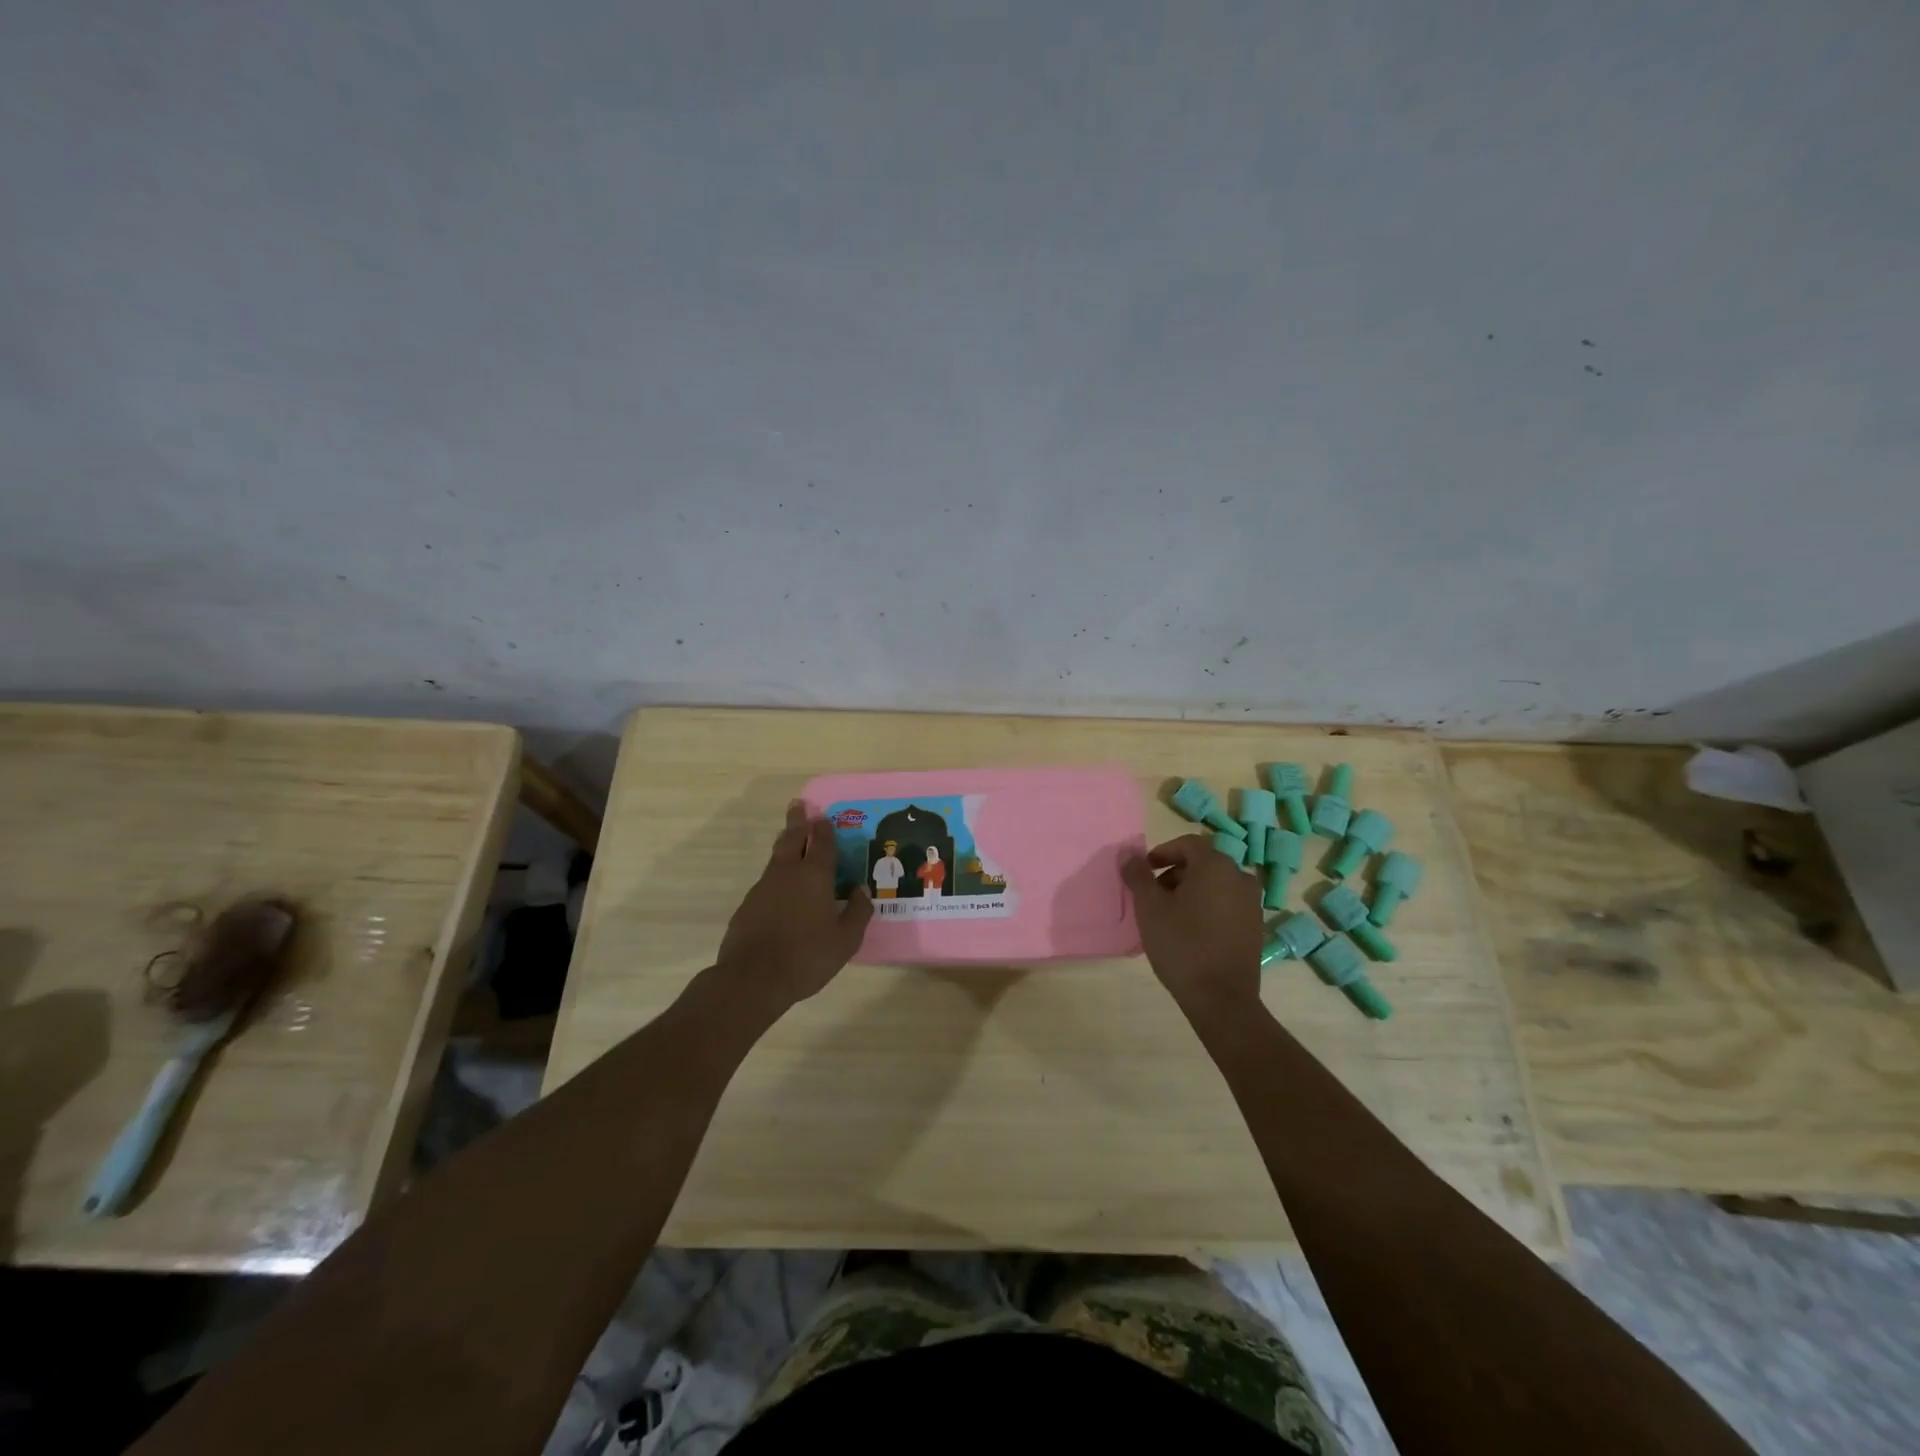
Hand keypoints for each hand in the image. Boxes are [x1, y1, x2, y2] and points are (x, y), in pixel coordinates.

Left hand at [715, 800, 872, 1015]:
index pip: (822, 842)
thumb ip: (858, 912)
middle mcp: (787, 873)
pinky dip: (776, 875)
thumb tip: (862, 890)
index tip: (823, 815)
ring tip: (790, 838)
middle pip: (792, 838)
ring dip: (785, 844)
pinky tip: (780, 888)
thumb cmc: (806, 957)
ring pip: (776, 857)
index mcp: (814, 876)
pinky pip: (766, 881)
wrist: (752, 978)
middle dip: (797, 821)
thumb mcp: (845, 940)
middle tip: (798, 805)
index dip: (824, 828)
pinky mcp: (748, 905)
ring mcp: (763, 887)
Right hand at [1121, 834, 1265, 1021]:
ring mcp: (1252, 903)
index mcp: (1216, 866)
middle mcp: (1240, 877)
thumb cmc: (1181, 944)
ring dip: (1191, 891)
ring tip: (1169, 915)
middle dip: (1175, 873)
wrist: (1221, 998)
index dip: (1162, 853)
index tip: (1143, 872)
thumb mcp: (1149, 907)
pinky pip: (1227, 904)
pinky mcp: (1255, 926)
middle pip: (1203, 863)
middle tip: (1153, 895)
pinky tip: (1191, 931)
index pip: (1187, 844)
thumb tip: (1127, 853)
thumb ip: (1137, 875)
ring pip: (1216, 884)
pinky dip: (1207, 907)